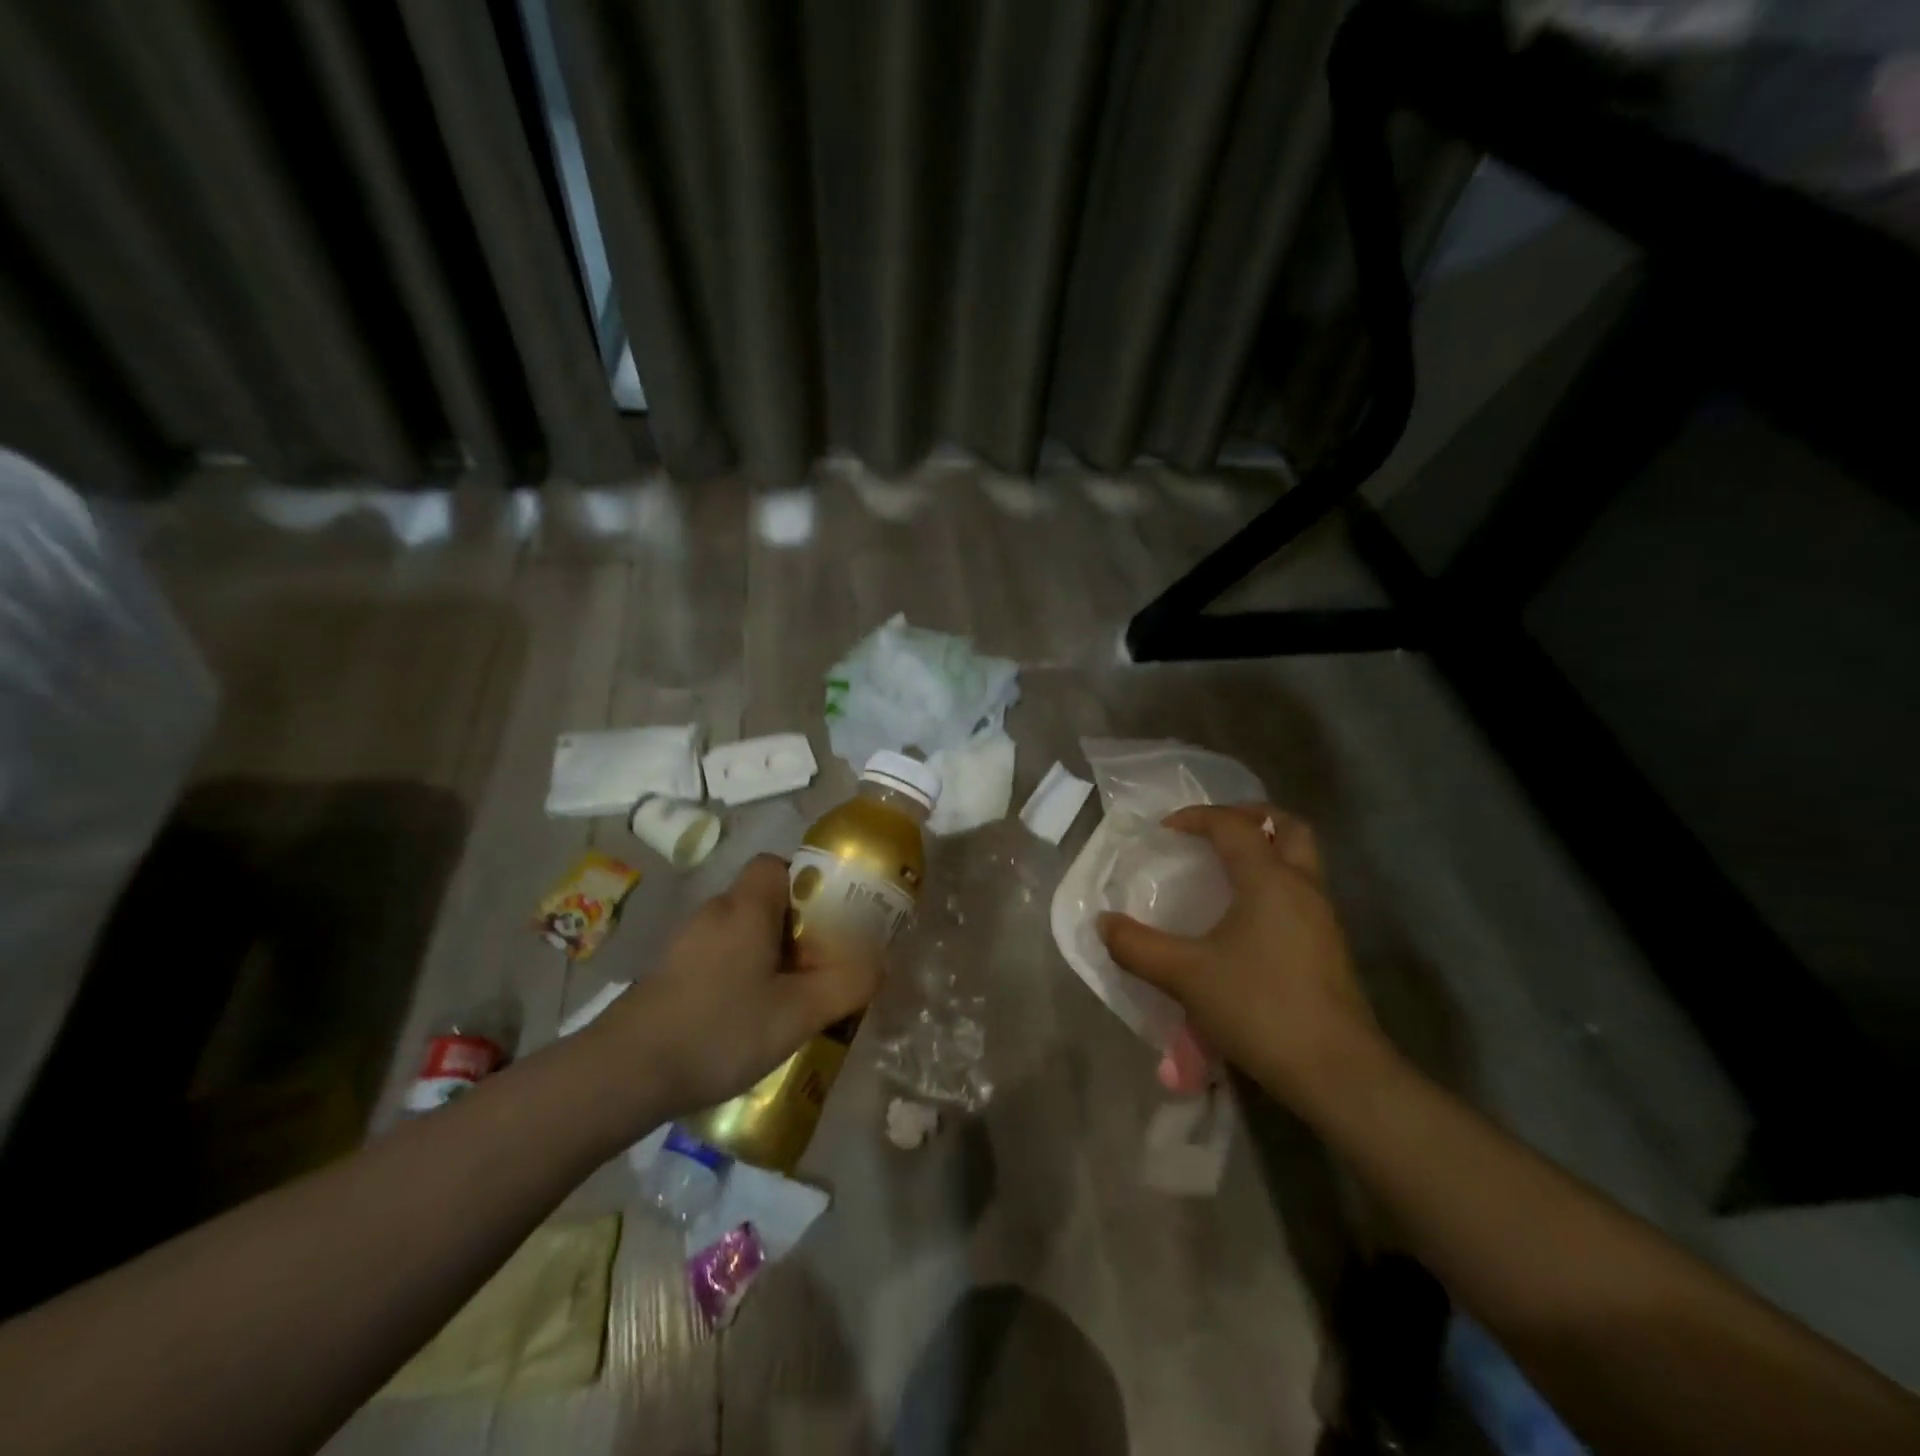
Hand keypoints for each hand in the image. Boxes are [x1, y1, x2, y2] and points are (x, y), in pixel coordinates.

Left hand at [591, 855, 882, 1117]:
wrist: (624, 1074)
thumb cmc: (720, 1030)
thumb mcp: (798, 1014)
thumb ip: (846, 985)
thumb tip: (879, 965)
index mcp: (746, 908)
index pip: (777, 865)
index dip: (807, 885)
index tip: (828, 921)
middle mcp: (714, 912)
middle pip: (763, 900)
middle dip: (795, 928)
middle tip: (818, 966)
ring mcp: (685, 942)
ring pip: (740, 931)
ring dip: (767, 955)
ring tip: (787, 998)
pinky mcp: (668, 972)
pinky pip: (718, 955)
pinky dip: (738, 973)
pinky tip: (745, 1018)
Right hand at [1098, 804, 1387, 1109]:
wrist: (1336, 1072)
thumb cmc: (1259, 1007)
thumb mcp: (1185, 976)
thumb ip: (1138, 946)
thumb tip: (1104, 923)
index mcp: (1269, 880)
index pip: (1234, 826)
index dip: (1197, 817)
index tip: (1165, 830)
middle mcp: (1303, 887)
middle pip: (1289, 828)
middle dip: (1252, 818)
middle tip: (1217, 830)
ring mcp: (1323, 919)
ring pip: (1301, 861)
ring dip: (1267, 852)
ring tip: (1226, 871)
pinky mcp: (1330, 949)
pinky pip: (1302, 894)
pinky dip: (1274, 885)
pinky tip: (1245, 920)